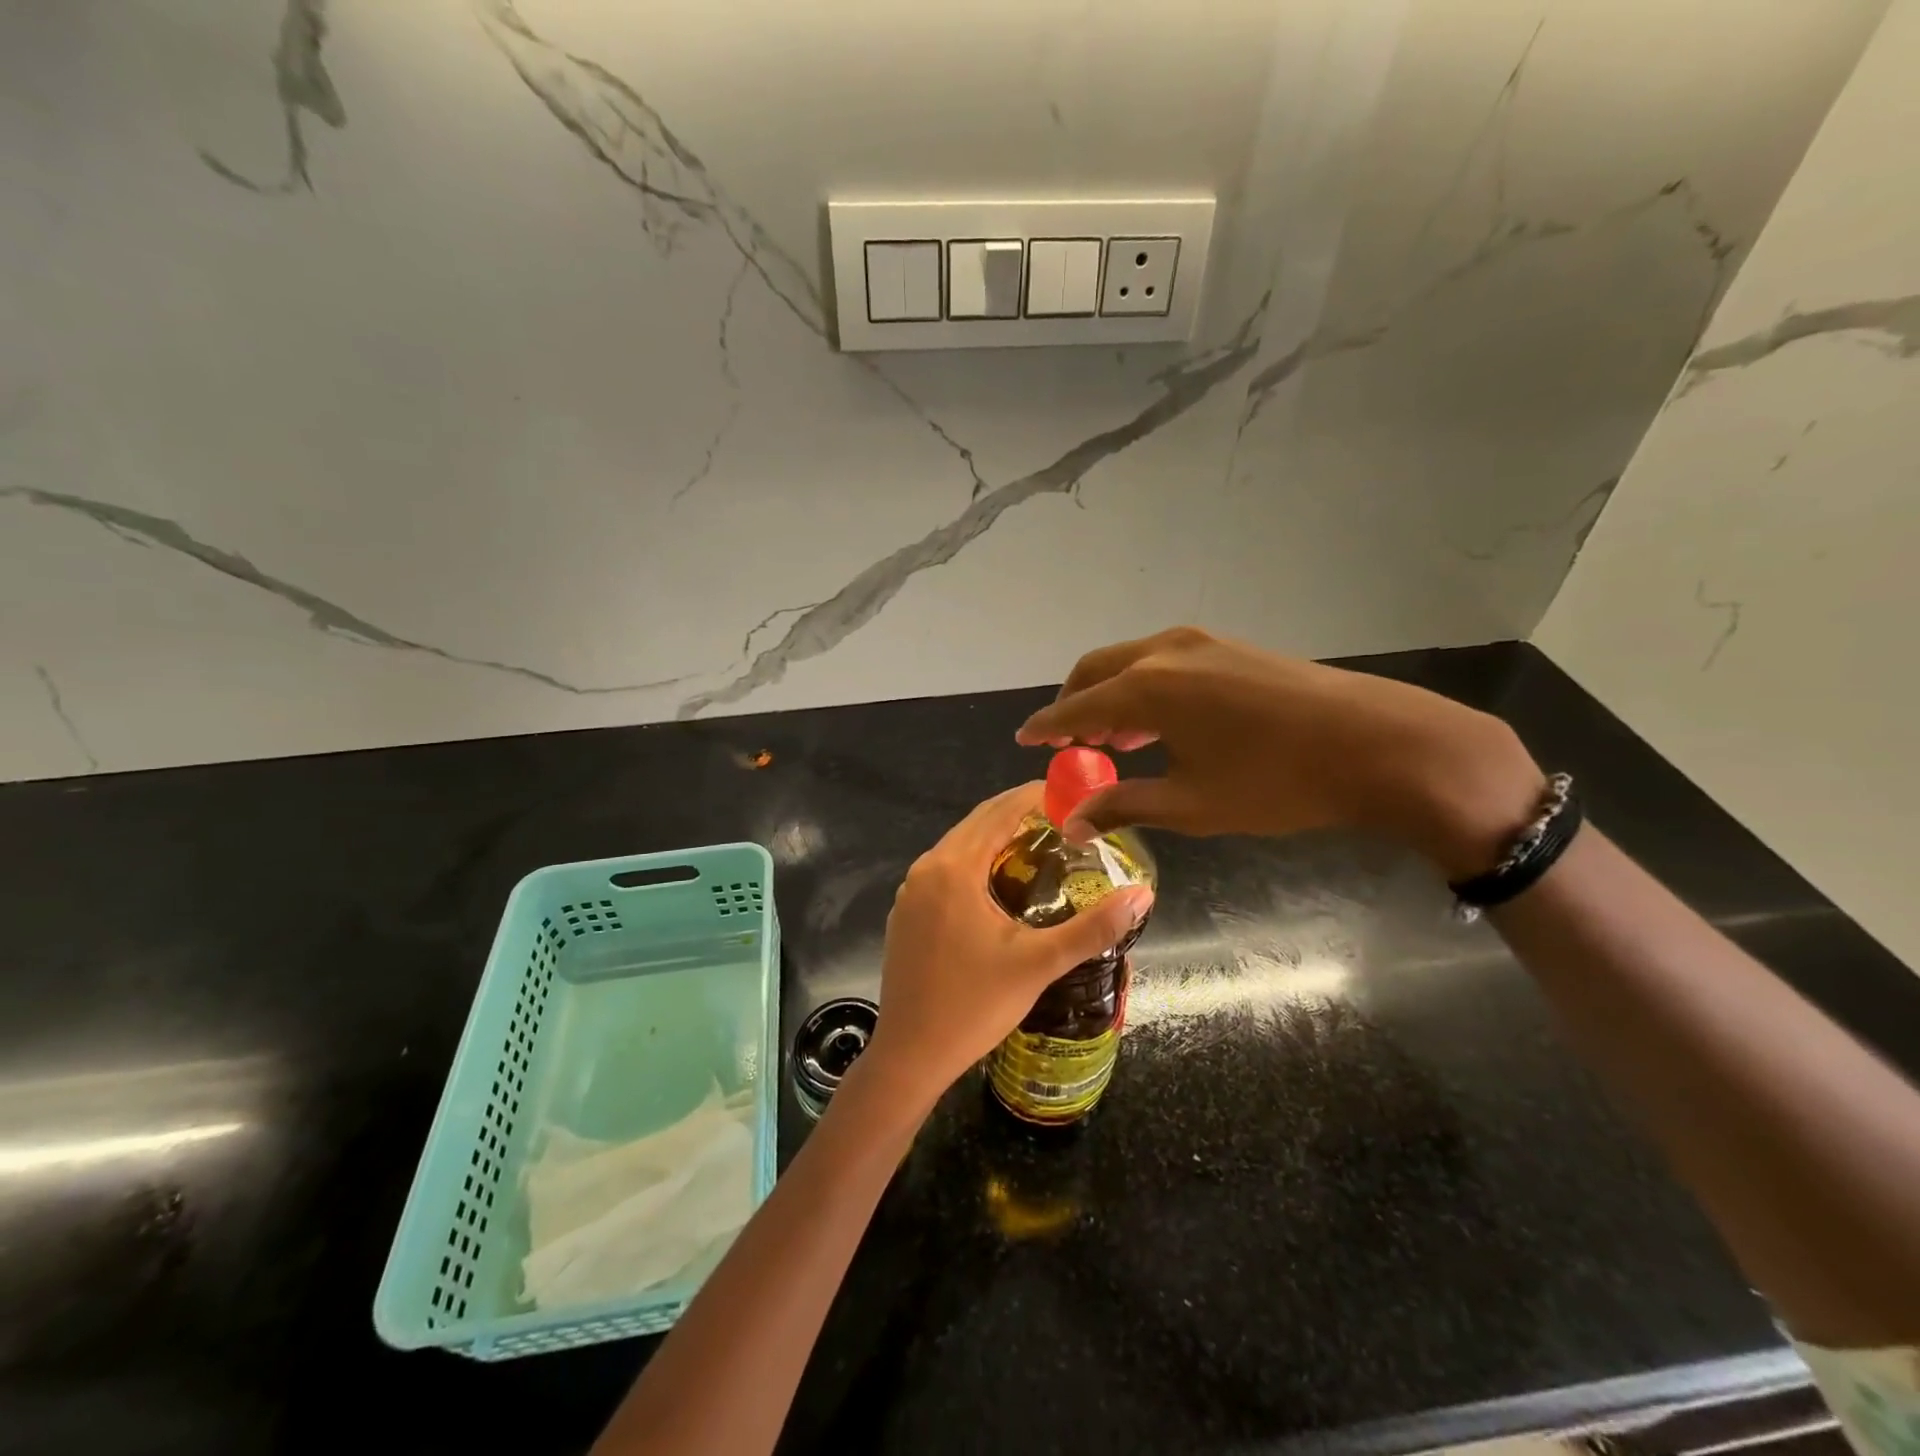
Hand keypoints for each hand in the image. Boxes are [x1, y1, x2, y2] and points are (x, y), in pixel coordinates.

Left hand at [862, 782, 1153, 1105]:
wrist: (910, 1055)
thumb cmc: (974, 1006)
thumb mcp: (1039, 964)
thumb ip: (1093, 927)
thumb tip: (1143, 894)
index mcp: (954, 868)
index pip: (999, 811)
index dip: (1036, 796)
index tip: (1072, 793)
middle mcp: (926, 868)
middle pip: (977, 822)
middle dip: (1019, 813)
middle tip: (1066, 819)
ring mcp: (910, 890)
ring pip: (960, 845)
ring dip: (997, 837)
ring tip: (1042, 845)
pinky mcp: (906, 912)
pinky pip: (946, 869)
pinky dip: (975, 860)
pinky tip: (1001, 882)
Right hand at [1015, 627, 1543, 878]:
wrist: (1375, 744)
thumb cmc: (1274, 781)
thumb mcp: (1190, 803)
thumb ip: (1123, 806)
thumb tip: (1072, 824)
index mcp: (1146, 687)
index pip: (1075, 707)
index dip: (1045, 727)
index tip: (1023, 739)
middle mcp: (1163, 651)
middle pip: (1096, 670)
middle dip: (1073, 704)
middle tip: (1066, 742)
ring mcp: (1200, 642)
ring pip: (1130, 661)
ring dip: (1109, 694)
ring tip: (1110, 736)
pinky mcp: (1228, 645)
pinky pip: (1162, 660)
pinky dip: (1143, 686)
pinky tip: (1157, 720)